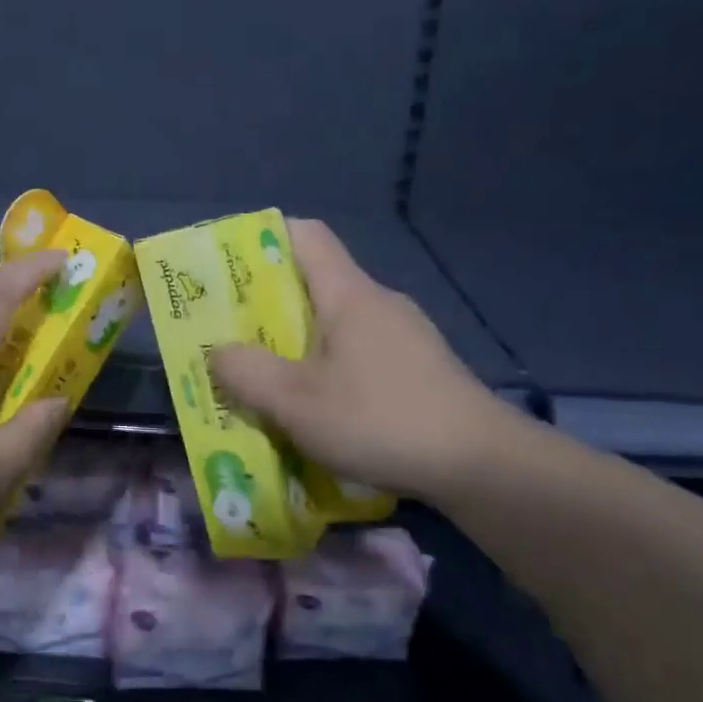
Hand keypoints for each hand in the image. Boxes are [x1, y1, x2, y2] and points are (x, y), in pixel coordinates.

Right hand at [208, 219, 526, 506]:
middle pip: (316, 282)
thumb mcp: (296, 402)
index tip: (231, 268)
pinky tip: (325, 410)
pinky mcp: (422, 369)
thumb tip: (218, 353)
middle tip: (235, 335)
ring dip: (301, 343)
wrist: (484, 467)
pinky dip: (333, 368)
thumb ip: (246, 372)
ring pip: (339, 322)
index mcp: (349, 294)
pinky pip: (363, 352)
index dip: (264, 239)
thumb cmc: (381, 420)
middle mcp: (379, 302)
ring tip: (272, 380)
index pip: (305, 235)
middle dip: (270, 304)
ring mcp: (406, 335)